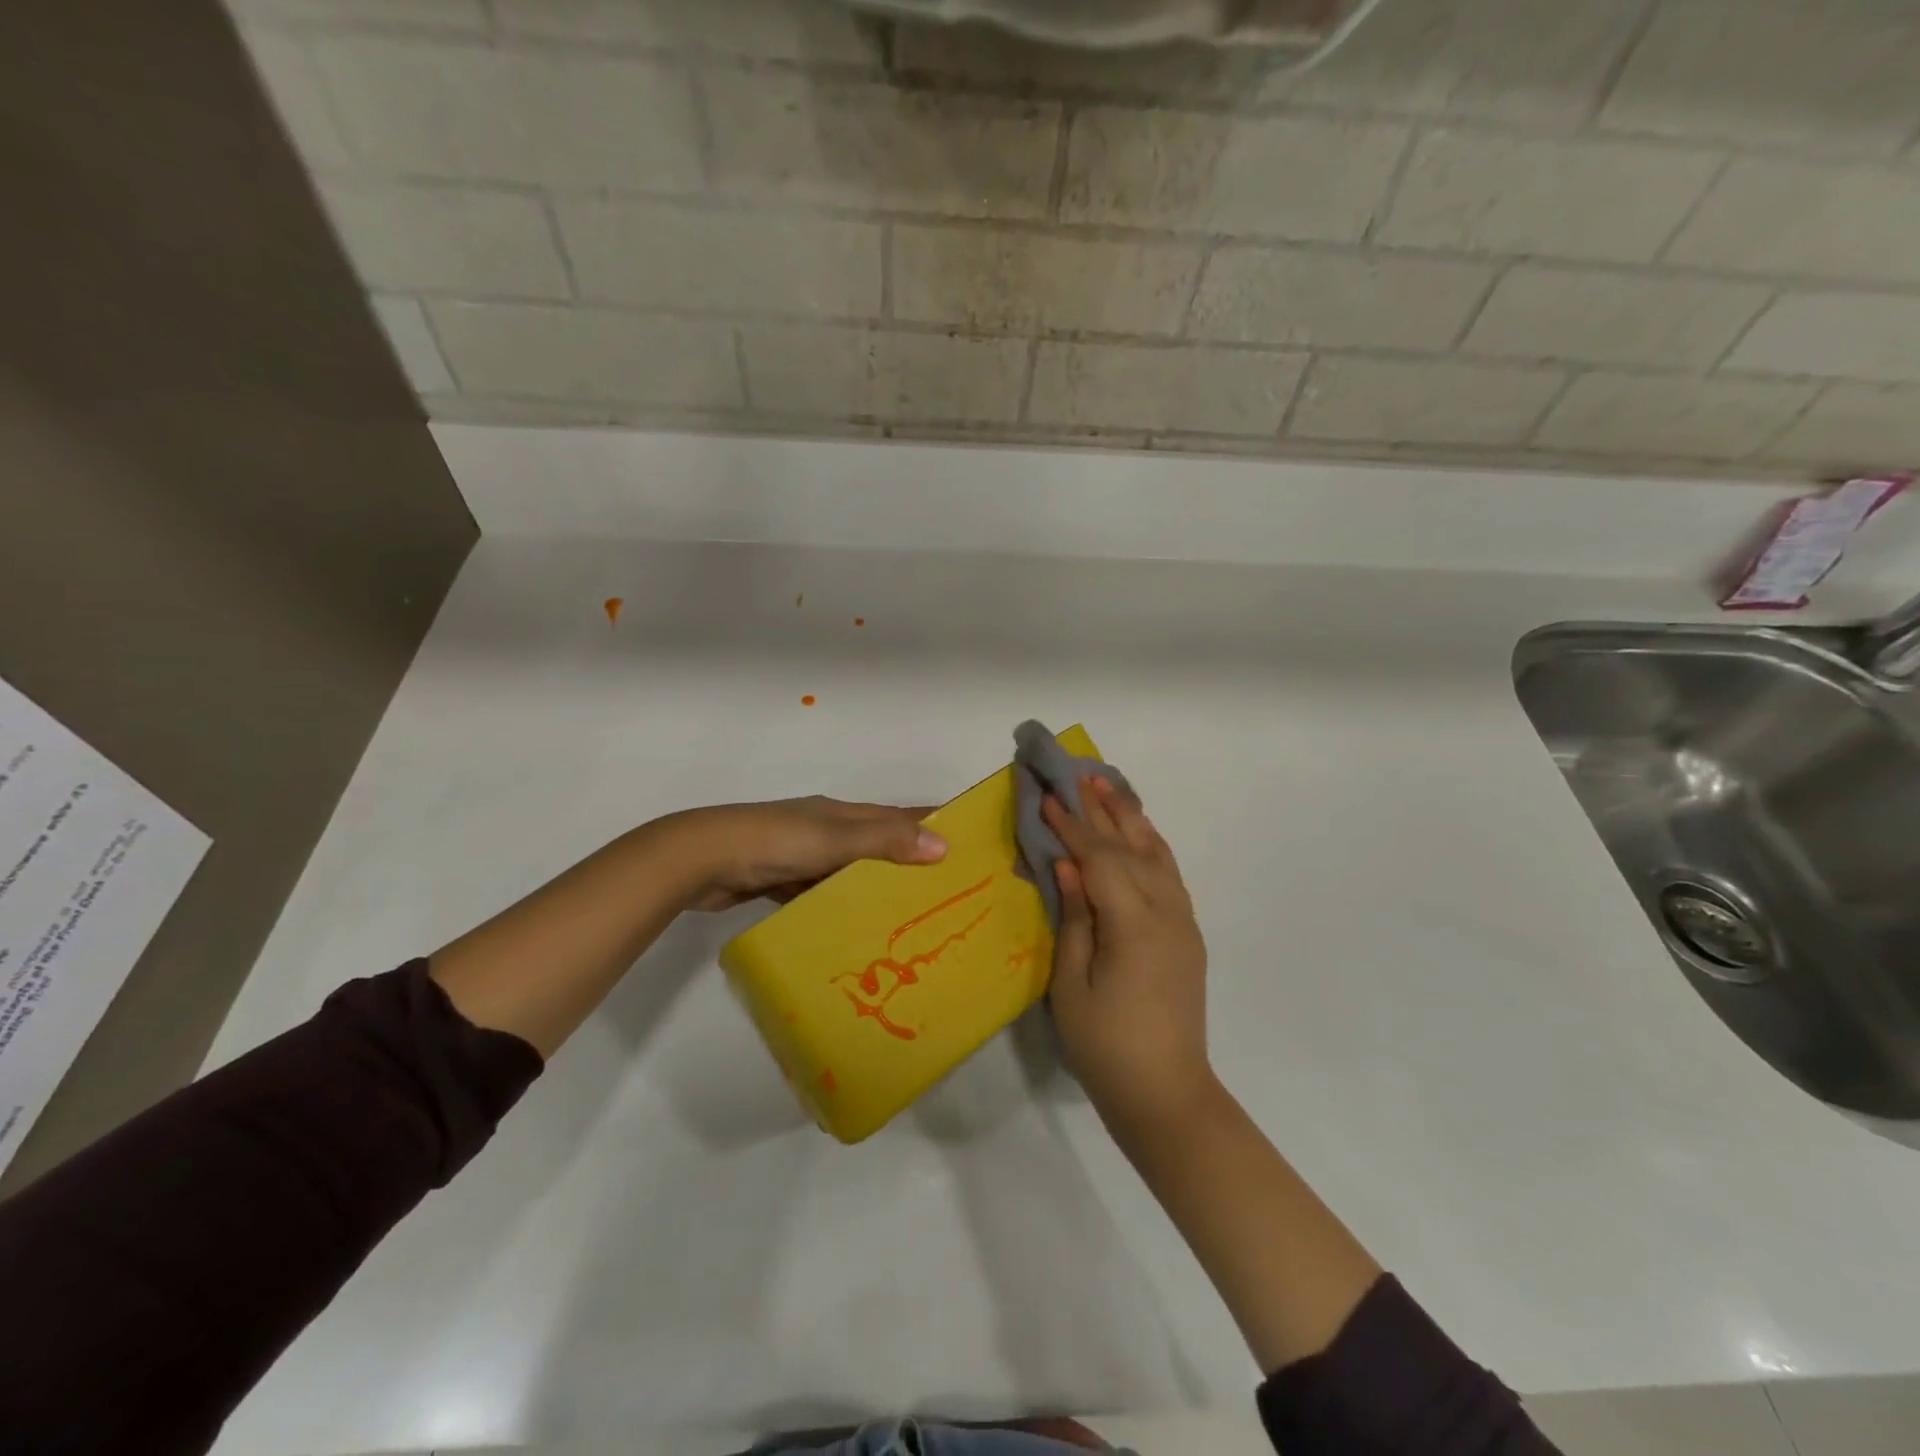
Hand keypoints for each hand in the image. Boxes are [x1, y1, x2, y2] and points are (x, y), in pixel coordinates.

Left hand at [668, 797, 945, 911]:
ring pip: (849, 871)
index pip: (896, 814)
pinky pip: (822, 893)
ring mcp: (801, 856)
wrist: (701, 860)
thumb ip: (884, 842)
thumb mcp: (833, 839)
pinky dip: (840, 905)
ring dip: (875, 887)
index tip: (965, 839)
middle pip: (876, 843)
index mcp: (841, 813)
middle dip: (908, 861)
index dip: (929, 822)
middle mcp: (825, 830)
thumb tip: (943, 846)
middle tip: (945, 892)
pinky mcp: (781, 881)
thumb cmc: (773, 842)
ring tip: (909, 916)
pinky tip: (855, 928)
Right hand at [1044, 778, 1213, 1137]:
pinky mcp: (1187, 934)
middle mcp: (1166, 912)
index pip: (1099, 859)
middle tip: (1077, 774)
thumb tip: (1066, 865)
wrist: (1166, 1093)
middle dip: (1101, 810)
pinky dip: (1151, 846)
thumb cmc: (1105, 1045)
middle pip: (1130, 847)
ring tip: (1108, 787)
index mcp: (1134, 924)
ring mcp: (1183, 922)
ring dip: (1131, 819)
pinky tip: (1139, 834)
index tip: (1046, 797)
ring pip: (1157, 854)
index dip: (1071, 827)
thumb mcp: (1072, 984)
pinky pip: (1169, 875)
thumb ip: (1074, 917)